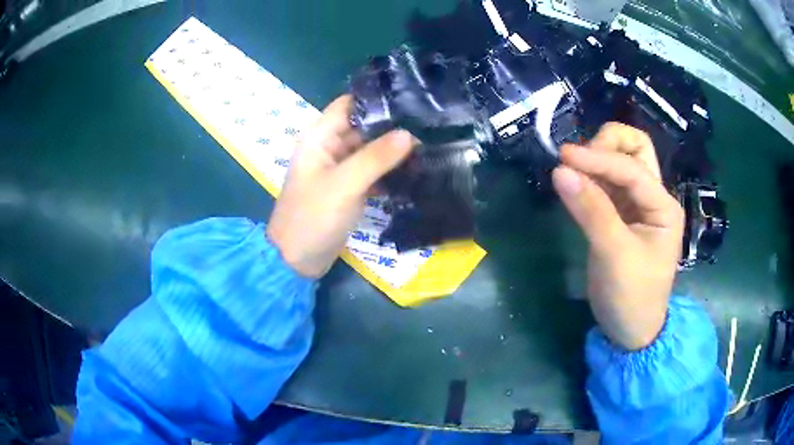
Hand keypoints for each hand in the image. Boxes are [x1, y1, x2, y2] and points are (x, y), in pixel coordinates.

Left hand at [267, 95, 415, 277]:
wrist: (297, 260)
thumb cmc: (312, 217)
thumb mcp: (344, 184)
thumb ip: (376, 157)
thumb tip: (410, 134)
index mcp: (320, 137)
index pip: (350, 104)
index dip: (377, 98)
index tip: (411, 97)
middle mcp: (330, 147)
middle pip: (364, 126)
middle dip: (392, 124)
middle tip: (430, 122)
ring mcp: (340, 169)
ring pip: (370, 149)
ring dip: (394, 148)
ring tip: (430, 141)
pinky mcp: (349, 188)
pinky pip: (372, 171)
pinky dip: (389, 170)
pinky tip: (416, 169)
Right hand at [552, 123, 684, 349]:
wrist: (630, 330)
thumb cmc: (632, 296)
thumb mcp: (615, 255)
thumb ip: (591, 210)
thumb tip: (559, 171)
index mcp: (663, 205)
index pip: (632, 168)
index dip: (599, 158)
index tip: (563, 156)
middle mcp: (653, 197)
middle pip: (635, 149)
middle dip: (608, 144)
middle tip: (579, 160)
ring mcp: (637, 205)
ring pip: (620, 162)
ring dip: (596, 159)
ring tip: (571, 172)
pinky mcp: (620, 215)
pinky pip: (605, 184)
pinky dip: (590, 178)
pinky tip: (574, 186)